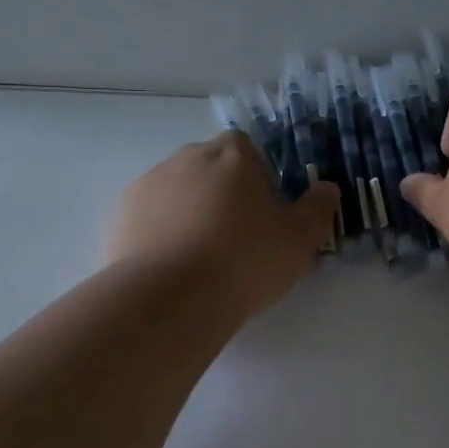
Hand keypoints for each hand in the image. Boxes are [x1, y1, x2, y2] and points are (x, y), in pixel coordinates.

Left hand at [107, 132, 338, 321]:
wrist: (171, 298)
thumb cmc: (245, 261)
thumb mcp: (300, 240)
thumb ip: (318, 209)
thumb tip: (327, 188)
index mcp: (232, 154)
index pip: (248, 149)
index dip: (258, 177)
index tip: (263, 213)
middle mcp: (187, 157)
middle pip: (210, 167)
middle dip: (222, 193)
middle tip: (235, 238)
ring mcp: (149, 183)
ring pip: (177, 190)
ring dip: (189, 211)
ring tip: (200, 257)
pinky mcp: (121, 214)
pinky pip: (149, 215)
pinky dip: (159, 231)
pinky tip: (170, 266)